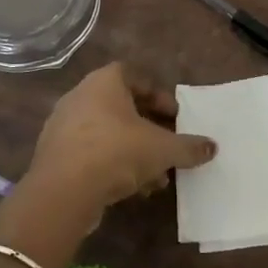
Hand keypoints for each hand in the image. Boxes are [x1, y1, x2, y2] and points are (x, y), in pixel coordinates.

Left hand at [25, 62, 215, 207]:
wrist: (63, 191)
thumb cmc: (116, 152)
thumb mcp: (162, 149)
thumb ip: (188, 147)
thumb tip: (212, 147)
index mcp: (104, 83)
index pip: (134, 76)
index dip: (158, 95)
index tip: (175, 117)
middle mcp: (80, 97)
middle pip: (121, 107)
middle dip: (148, 128)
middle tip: (167, 145)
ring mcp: (63, 126)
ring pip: (107, 134)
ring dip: (133, 151)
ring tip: (156, 176)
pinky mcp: (54, 155)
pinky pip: (91, 153)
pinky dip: (112, 165)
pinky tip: (133, 189)